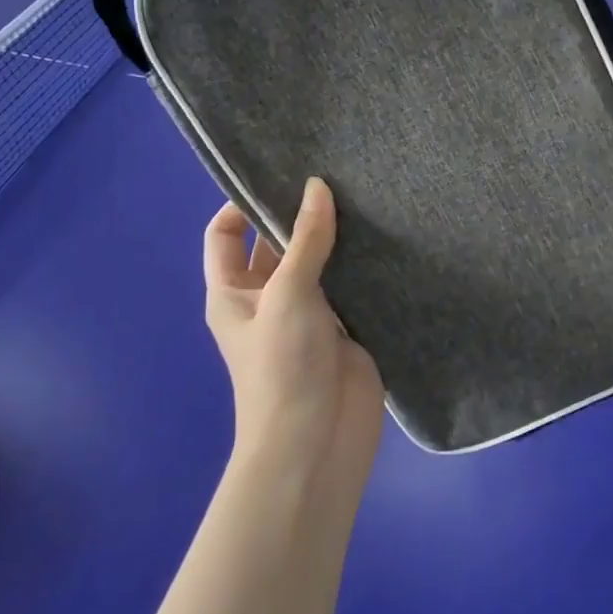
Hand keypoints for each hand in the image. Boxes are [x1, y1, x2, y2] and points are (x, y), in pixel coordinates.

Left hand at [203, 178, 384, 479]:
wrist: (318, 441)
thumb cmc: (283, 365)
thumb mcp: (288, 294)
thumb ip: (306, 239)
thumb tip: (317, 185)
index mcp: (233, 292)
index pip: (227, 234)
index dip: (242, 203)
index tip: (278, 172)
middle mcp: (268, 298)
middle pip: (277, 244)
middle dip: (298, 213)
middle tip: (333, 173)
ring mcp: (309, 313)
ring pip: (319, 262)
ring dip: (335, 236)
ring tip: (363, 192)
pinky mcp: (345, 326)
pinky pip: (351, 285)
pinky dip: (363, 263)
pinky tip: (385, 232)